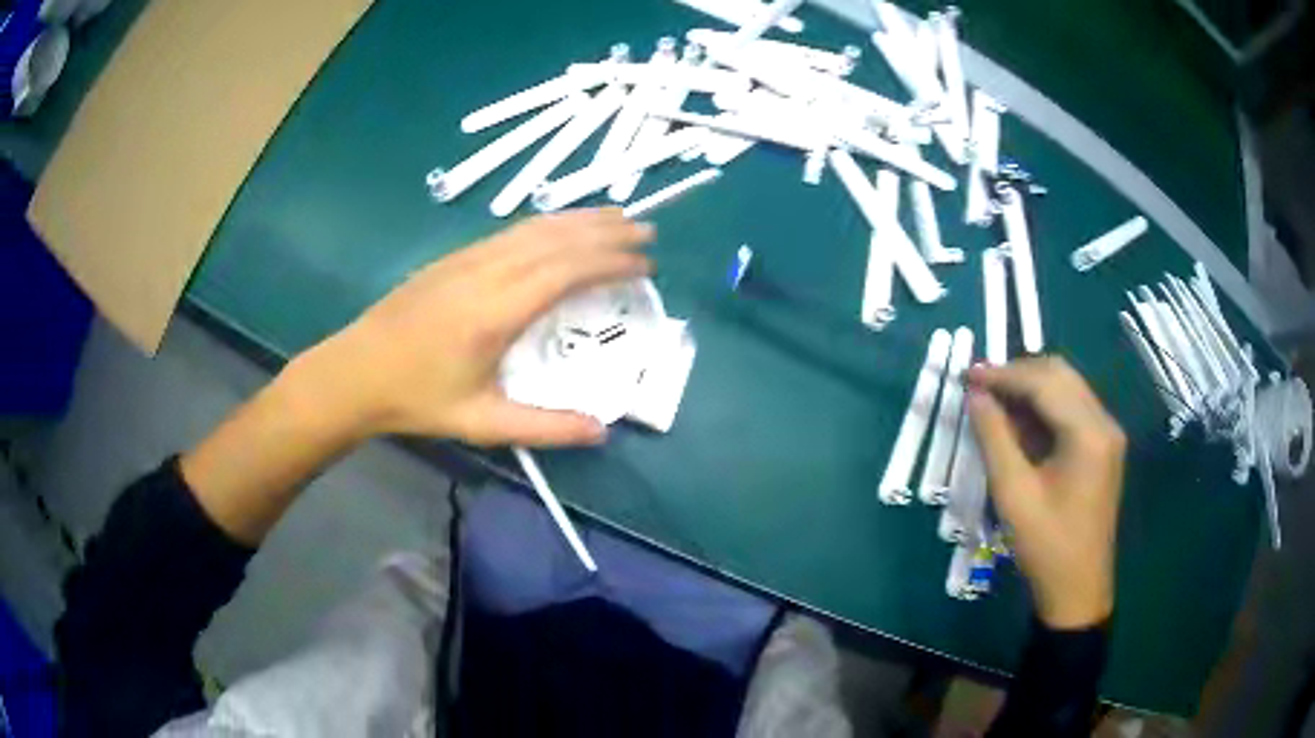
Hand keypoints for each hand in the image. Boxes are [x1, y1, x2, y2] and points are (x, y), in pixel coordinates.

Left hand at [302, 209, 653, 446]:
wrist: (355, 372)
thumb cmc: (417, 398)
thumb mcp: (481, 423)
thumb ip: (544, 428)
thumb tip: (600, 430)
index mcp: (496, 310)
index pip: (566, 270)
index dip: (610, 261)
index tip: (646, 263)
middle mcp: (486, 271)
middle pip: (557, 237)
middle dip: (606, 230)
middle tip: (647, 230)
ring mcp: (468, 258)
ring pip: (534, 226)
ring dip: (580, 219)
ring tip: (617, 217)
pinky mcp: (455, 257)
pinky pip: (512, 230)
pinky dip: (548, 223)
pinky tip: (560, 227)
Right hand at [966, 357, 1125, 629]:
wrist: (1077, 589)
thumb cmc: (1045, 546)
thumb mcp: (1013, 493)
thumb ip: (994, 437)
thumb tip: (975, 395)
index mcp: (1089, 433)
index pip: (1044, 382)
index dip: (1004, 374)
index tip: (967, 374)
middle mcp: (1104, 423)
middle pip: (1060, 375)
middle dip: (1018, 375)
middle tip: (979, 386)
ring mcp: (1107, 435)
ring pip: (1067, 389)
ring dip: (1030, 389)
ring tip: (993, 402)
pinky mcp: (1103, 448)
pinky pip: (1072, 410)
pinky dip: (1044, 408)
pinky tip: (1019, 423)